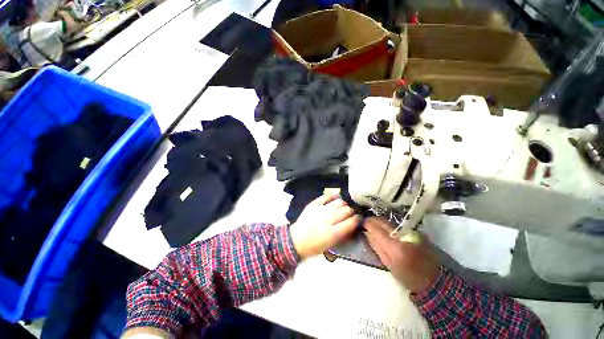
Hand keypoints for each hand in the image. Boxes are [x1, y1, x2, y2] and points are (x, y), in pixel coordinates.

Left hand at [290, 194, 360, 259]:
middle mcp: (327, 219)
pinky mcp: (314, 204)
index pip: (351, 222)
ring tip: (343, 206)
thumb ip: (343, 234)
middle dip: (351, 211)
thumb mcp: (331, 245)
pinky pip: (326, 196)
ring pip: (338, 202)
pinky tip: (336, 196)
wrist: (296, 240)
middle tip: (351, 213)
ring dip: (343, 204)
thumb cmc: (314, 246)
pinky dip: (333, 195)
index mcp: (332, 233)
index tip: (359, 218)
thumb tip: (353, 224)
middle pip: (346, 210)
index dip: (357, 219)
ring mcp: (320, 210)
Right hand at [363, 217, 440, 292]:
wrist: (435, 280)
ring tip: (374, 224)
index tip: (361, 222)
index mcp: (396, 248)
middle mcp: (404, 236)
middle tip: (366, 221)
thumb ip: (377, 247)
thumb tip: (367, 233)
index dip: (368, 224)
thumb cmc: (409, 277)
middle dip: (372, 220)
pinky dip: (388, 224)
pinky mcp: (416, 231)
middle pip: (383, 222)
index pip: (377, 229)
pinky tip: (385, 228)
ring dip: (380, 221)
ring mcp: (411, 232)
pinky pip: (397, 224)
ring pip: (389, 221)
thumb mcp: (389, 265)